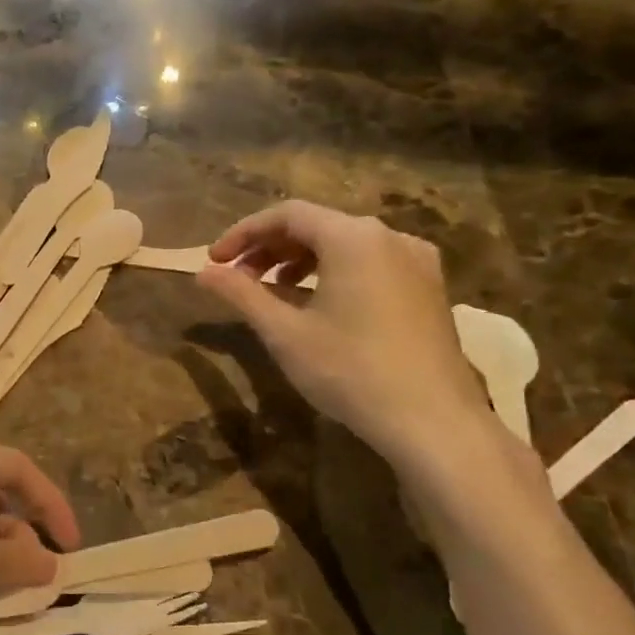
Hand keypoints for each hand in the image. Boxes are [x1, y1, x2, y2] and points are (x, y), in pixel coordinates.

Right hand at [196, 201, 502, 472]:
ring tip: (272, 290)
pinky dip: (334, 272)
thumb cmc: (350, 370)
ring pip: (345, 244)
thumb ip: (241, 294)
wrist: (432, 420)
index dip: (243, 232)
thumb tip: (203, 273)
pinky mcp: (429, 289)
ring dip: (300, 260)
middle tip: (237, 278)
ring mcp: (417, 262)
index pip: (287, 214)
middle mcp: (389, 237)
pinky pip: (371, 263)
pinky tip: (319, 304)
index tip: (214, 260)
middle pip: (317, 225)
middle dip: (270, 247)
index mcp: (353, 238)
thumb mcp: (284, 332)